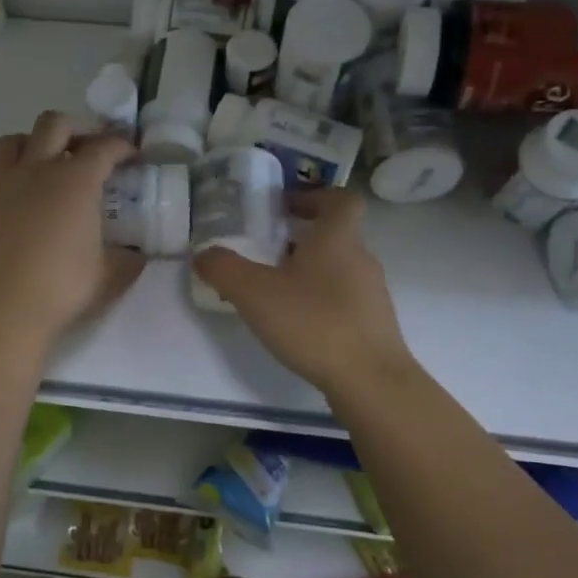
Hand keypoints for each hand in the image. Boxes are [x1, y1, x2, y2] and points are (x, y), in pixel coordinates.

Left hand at [0, 111, 144, 346]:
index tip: (131, 152)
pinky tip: (10, 196)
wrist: (3, 309)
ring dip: (32, 144)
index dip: (121, 145)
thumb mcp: (111, 275)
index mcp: (76, 181)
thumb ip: (129, 258)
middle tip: (88, 149)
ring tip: (44, 163)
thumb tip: (138, 254)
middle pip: (54, 124)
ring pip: (11, 141)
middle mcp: (37, 170)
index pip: (104, 147)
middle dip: (76, 129)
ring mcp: (1, 184)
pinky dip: (0, 178)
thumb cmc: (62, 288)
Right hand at [193, 188, 414, 394]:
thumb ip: (223, 269)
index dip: (314, 196)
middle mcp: (361, 259)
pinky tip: (297, 325)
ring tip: (275, 292)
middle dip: (302, 238)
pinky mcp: (373, 325)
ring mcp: (371, 294)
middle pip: (336, 235)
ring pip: (339, 269)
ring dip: (310, 271)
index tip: (285, 208)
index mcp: (338, 238)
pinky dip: (320, 302)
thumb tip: (203, 254)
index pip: (340, 199)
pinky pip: (344, 300)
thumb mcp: (254, 293)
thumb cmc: (314, 323)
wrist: (370, 381)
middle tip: (267, 251)